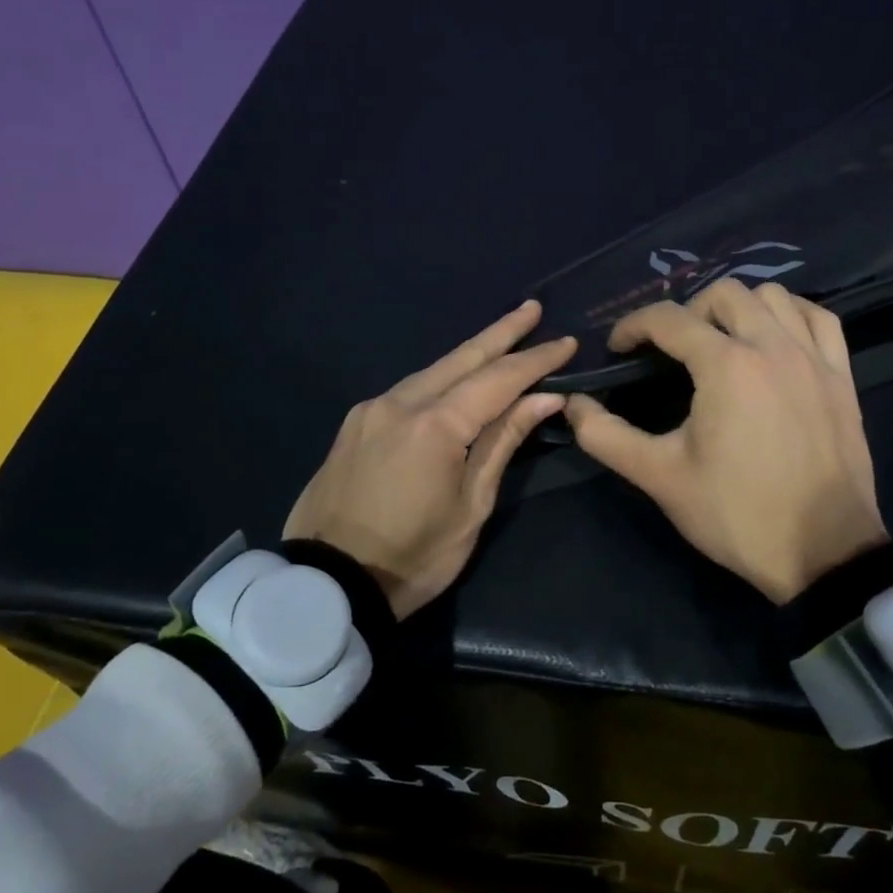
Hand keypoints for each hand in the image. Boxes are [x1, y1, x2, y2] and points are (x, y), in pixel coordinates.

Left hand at [283, 300, 575, 617]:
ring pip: (433, 369)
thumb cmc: (414, 557)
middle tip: (533, 308)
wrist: (327, 583)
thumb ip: (503, 441)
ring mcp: (373, 408)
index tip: (566, 342)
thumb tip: (544, 397)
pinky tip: (457, 378)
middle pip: (462, 357)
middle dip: (502, 332)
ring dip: (471, 353)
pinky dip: (442, 378)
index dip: (536, 359)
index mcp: (436, 426)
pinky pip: (410, 389)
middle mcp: (401, 402)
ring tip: (503, 337)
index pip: (499, 379)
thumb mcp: (472, 506)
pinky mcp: (356, 422)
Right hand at [564, 279, 887, 602]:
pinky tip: (775, 339)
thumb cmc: (736, 513)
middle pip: (722, 293)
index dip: (632, 326)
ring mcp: (813, 358)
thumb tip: (572, 405)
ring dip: (738, 308)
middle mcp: (772, 346)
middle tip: (670, 350)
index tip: (618, 350)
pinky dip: (792, 315)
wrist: (824, 553)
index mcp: (726, 365)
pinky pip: (819, 319)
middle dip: (685, 312)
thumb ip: (606, 436)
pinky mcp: (842, 377)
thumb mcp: (660, 477)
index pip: (668, 318)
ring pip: (774, 296)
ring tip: (721, 341)